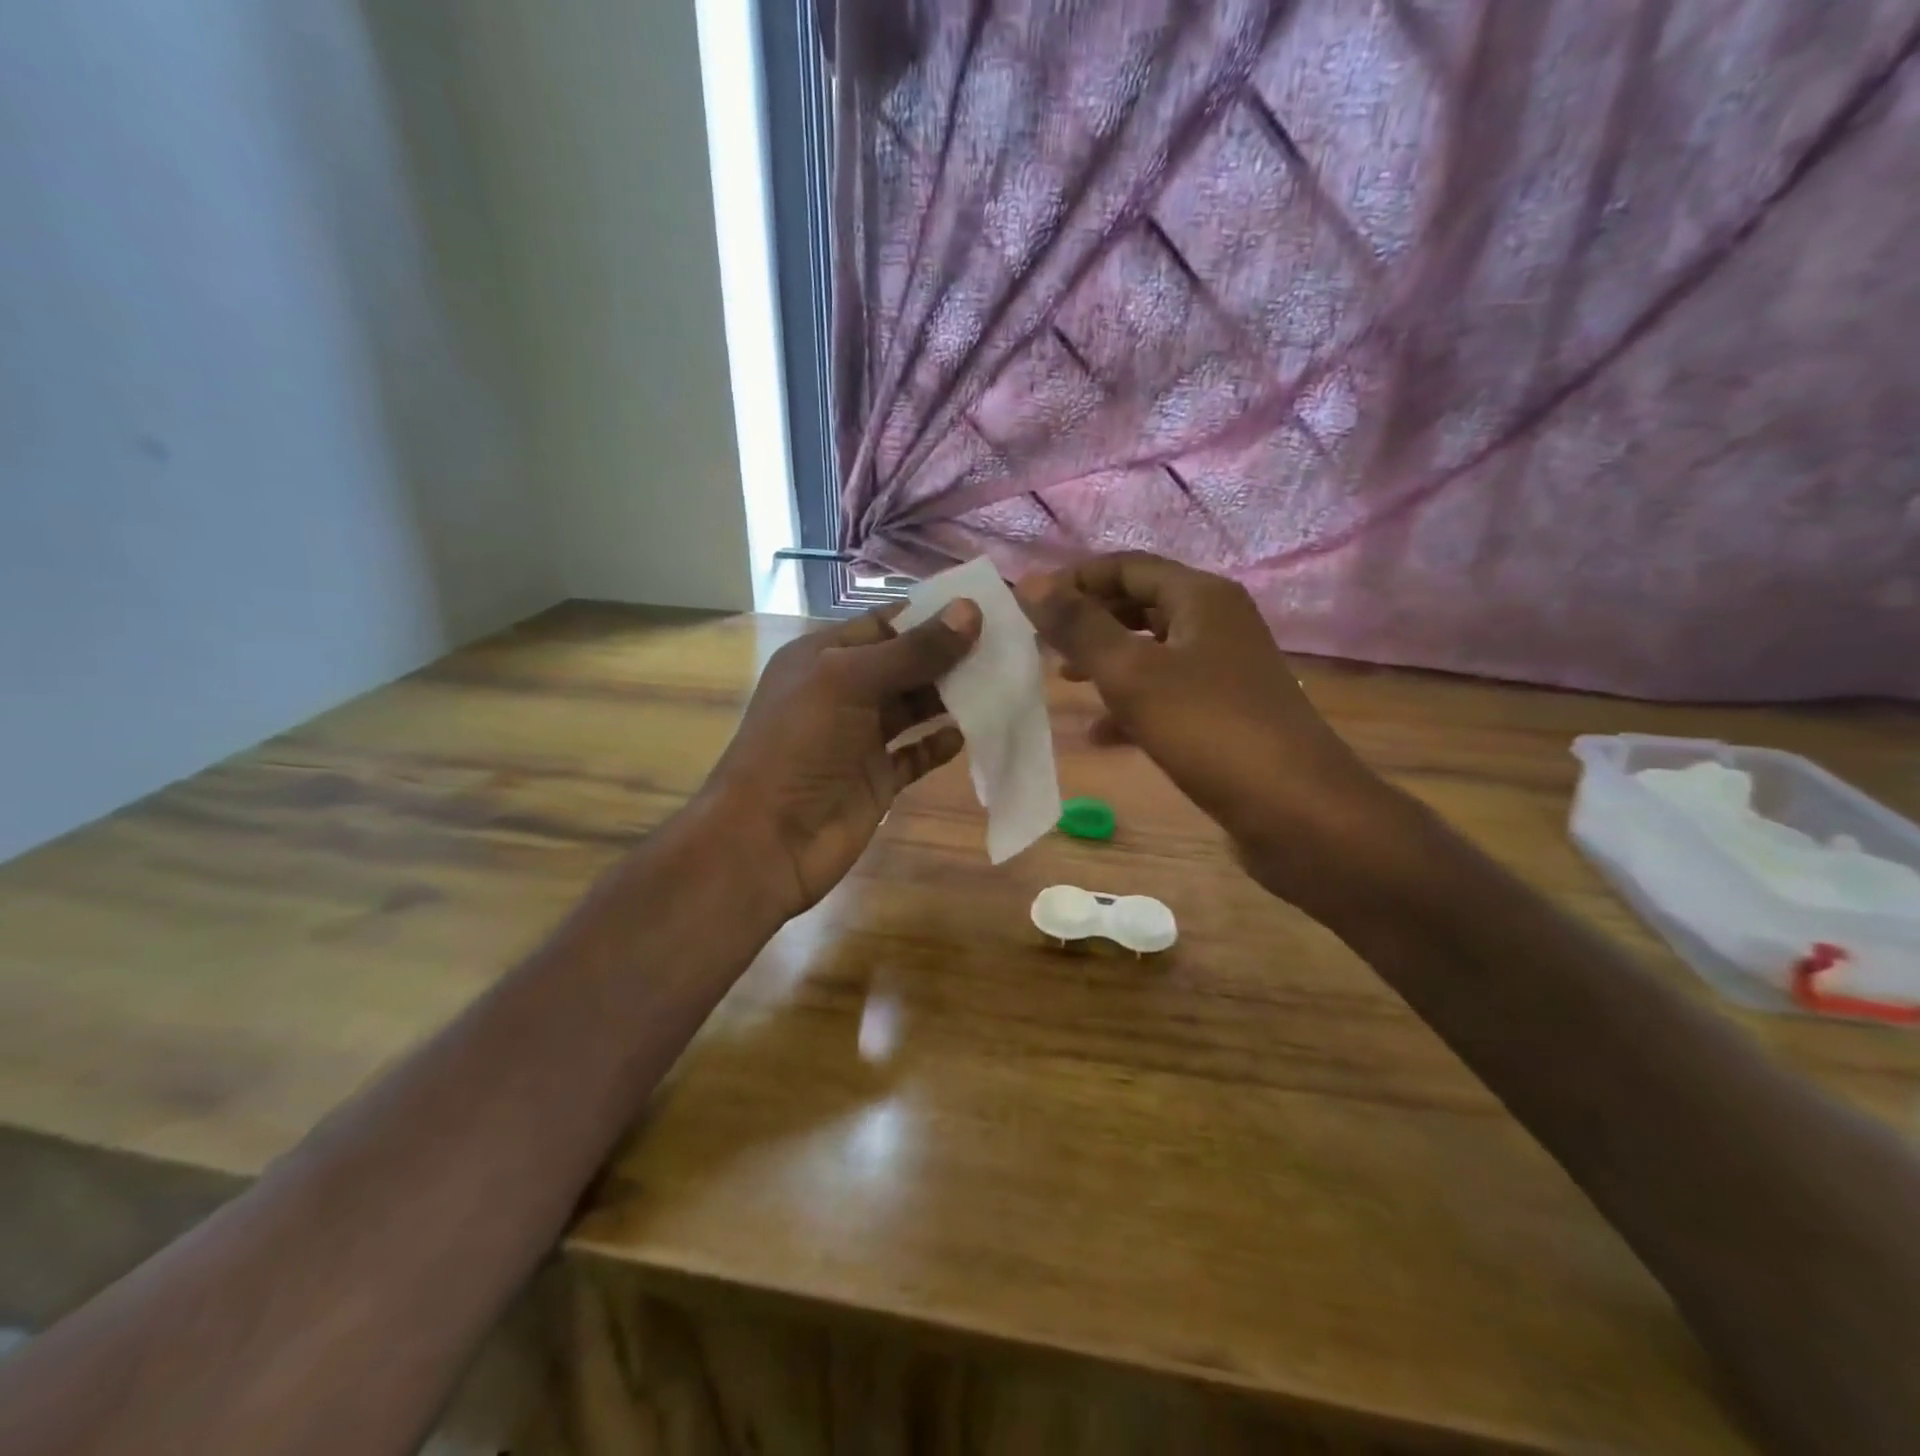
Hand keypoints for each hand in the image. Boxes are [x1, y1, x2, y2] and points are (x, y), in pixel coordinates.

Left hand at [698, 600, 981, 919]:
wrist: (766, 841)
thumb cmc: (799, 746)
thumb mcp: (850, 682)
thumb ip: (912, 650)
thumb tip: (970, 611)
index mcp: (824, 658)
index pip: (885, 624)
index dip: (930, 616)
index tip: (984, 609)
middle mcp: (843, 693)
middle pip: (905, 665)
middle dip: (949, 656)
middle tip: (1006, 647)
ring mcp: (860, 739)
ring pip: (914, 708)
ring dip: (951, 698)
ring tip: (1000, 684)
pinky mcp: (877, 780)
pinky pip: (916, 754)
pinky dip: (940, 744)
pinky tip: (969, 735)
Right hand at [1018, 553, 1395, 907]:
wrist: (1297, 812)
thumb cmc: (1209, 730)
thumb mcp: (1132, 674)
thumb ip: (1080, 627)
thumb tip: (1029, 583)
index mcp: (1201, 598)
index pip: (1127, 566)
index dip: (1075, 580)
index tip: (1029, 607)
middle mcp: (1217, 623)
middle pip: (1139, 604)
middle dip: (1089, 621)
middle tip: (1042, 644)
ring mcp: (1225, 670)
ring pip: (1151, 652)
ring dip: (1106, 663)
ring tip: (1062, 682)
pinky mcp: (1226, 713)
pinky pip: (1166, 695)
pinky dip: (1131, 706)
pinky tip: (1099, 736)